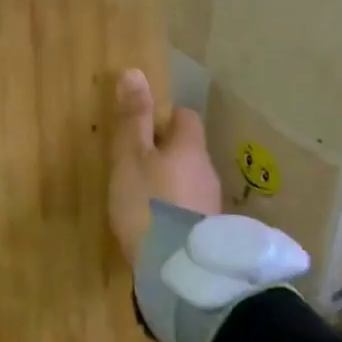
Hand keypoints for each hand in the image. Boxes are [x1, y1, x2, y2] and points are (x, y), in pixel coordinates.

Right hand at [106, 68, 221, 266]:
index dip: (164, 118)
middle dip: (165, 153)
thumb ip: (133, 118)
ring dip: (170, 182)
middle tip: (134, 164)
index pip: (185, 118)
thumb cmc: (147, 202)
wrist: (177, 269)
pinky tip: (155, 223)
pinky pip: (190, 208)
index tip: (140, 127)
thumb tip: (135, 72)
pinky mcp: (209, 233)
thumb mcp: (130, 156)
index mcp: (189, 148)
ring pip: (190, 180)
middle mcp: (207, 171)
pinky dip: (174, 208)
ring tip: (142, 197)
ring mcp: (211, 204)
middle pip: (188, 151)